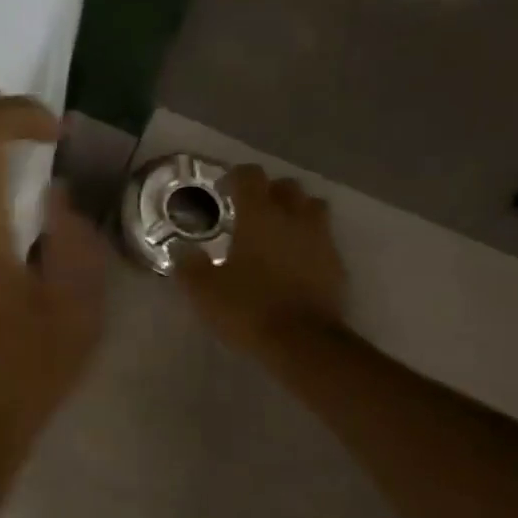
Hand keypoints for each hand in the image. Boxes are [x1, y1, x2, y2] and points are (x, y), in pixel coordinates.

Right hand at [177, 165, 346, 356]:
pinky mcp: (336, 264)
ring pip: (312, 208)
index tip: (223, 189)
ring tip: (278, 231)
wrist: (302, 341)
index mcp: (259, 216)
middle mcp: (294, 218)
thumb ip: (189, 266)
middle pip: (287, 187)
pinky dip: (308, 242)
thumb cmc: (248, 308)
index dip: (236, 176)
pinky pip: (323, 240)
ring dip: (296, 211)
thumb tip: (181, 250)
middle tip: (251, 211)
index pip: (251, 176)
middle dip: (269, 192)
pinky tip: (294, 261)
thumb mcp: (204, 291)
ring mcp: (321, 240)